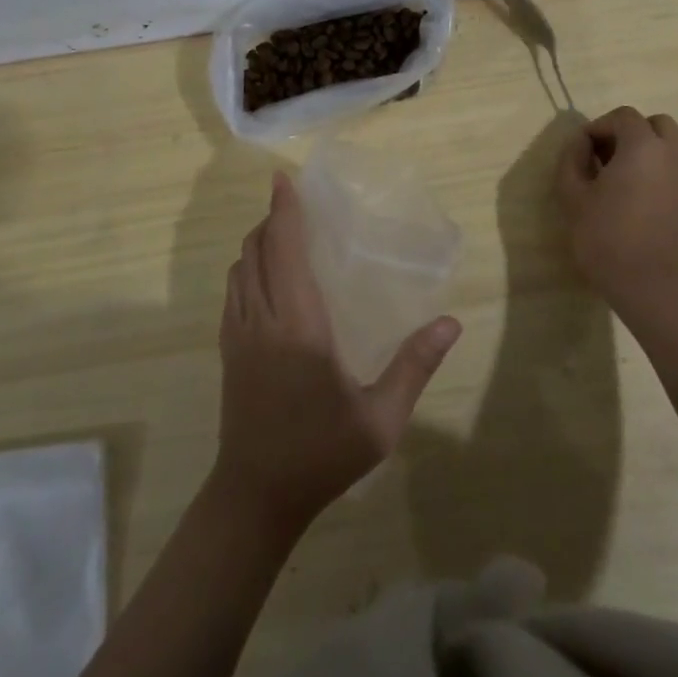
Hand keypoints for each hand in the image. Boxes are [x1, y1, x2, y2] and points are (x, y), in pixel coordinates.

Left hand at [212, 171, 460, 535]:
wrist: (255, 497)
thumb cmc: (322, 454)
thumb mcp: (380, 419)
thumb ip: (415, 366)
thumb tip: (450, 323)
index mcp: (299, 325)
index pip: (285, 250)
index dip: (284, 211)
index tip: (284, 179)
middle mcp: (262, 319)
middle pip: (255, 250)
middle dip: (271, 220)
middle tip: (295, 205)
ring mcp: (237, 335)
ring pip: (239, 269)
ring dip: (256, 243)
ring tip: (282, 235)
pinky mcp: (227, 350)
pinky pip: (232, 292)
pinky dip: (245, 269)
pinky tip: (265, 279)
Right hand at [554, 106, 677, 309]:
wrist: (649, 286)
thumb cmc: (605, 236)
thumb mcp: (572, 195)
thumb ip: (572, 158)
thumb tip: (580, 142)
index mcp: (643, 146)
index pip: (623, 116)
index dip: (599, 127)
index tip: (583, 150)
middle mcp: (674, 155)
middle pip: (657, 124)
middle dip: (631, 132)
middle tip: (607, 157)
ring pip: (672, 149)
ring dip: (648, 154)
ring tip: (623, 182)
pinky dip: (660, 176)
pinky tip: (641, 204)